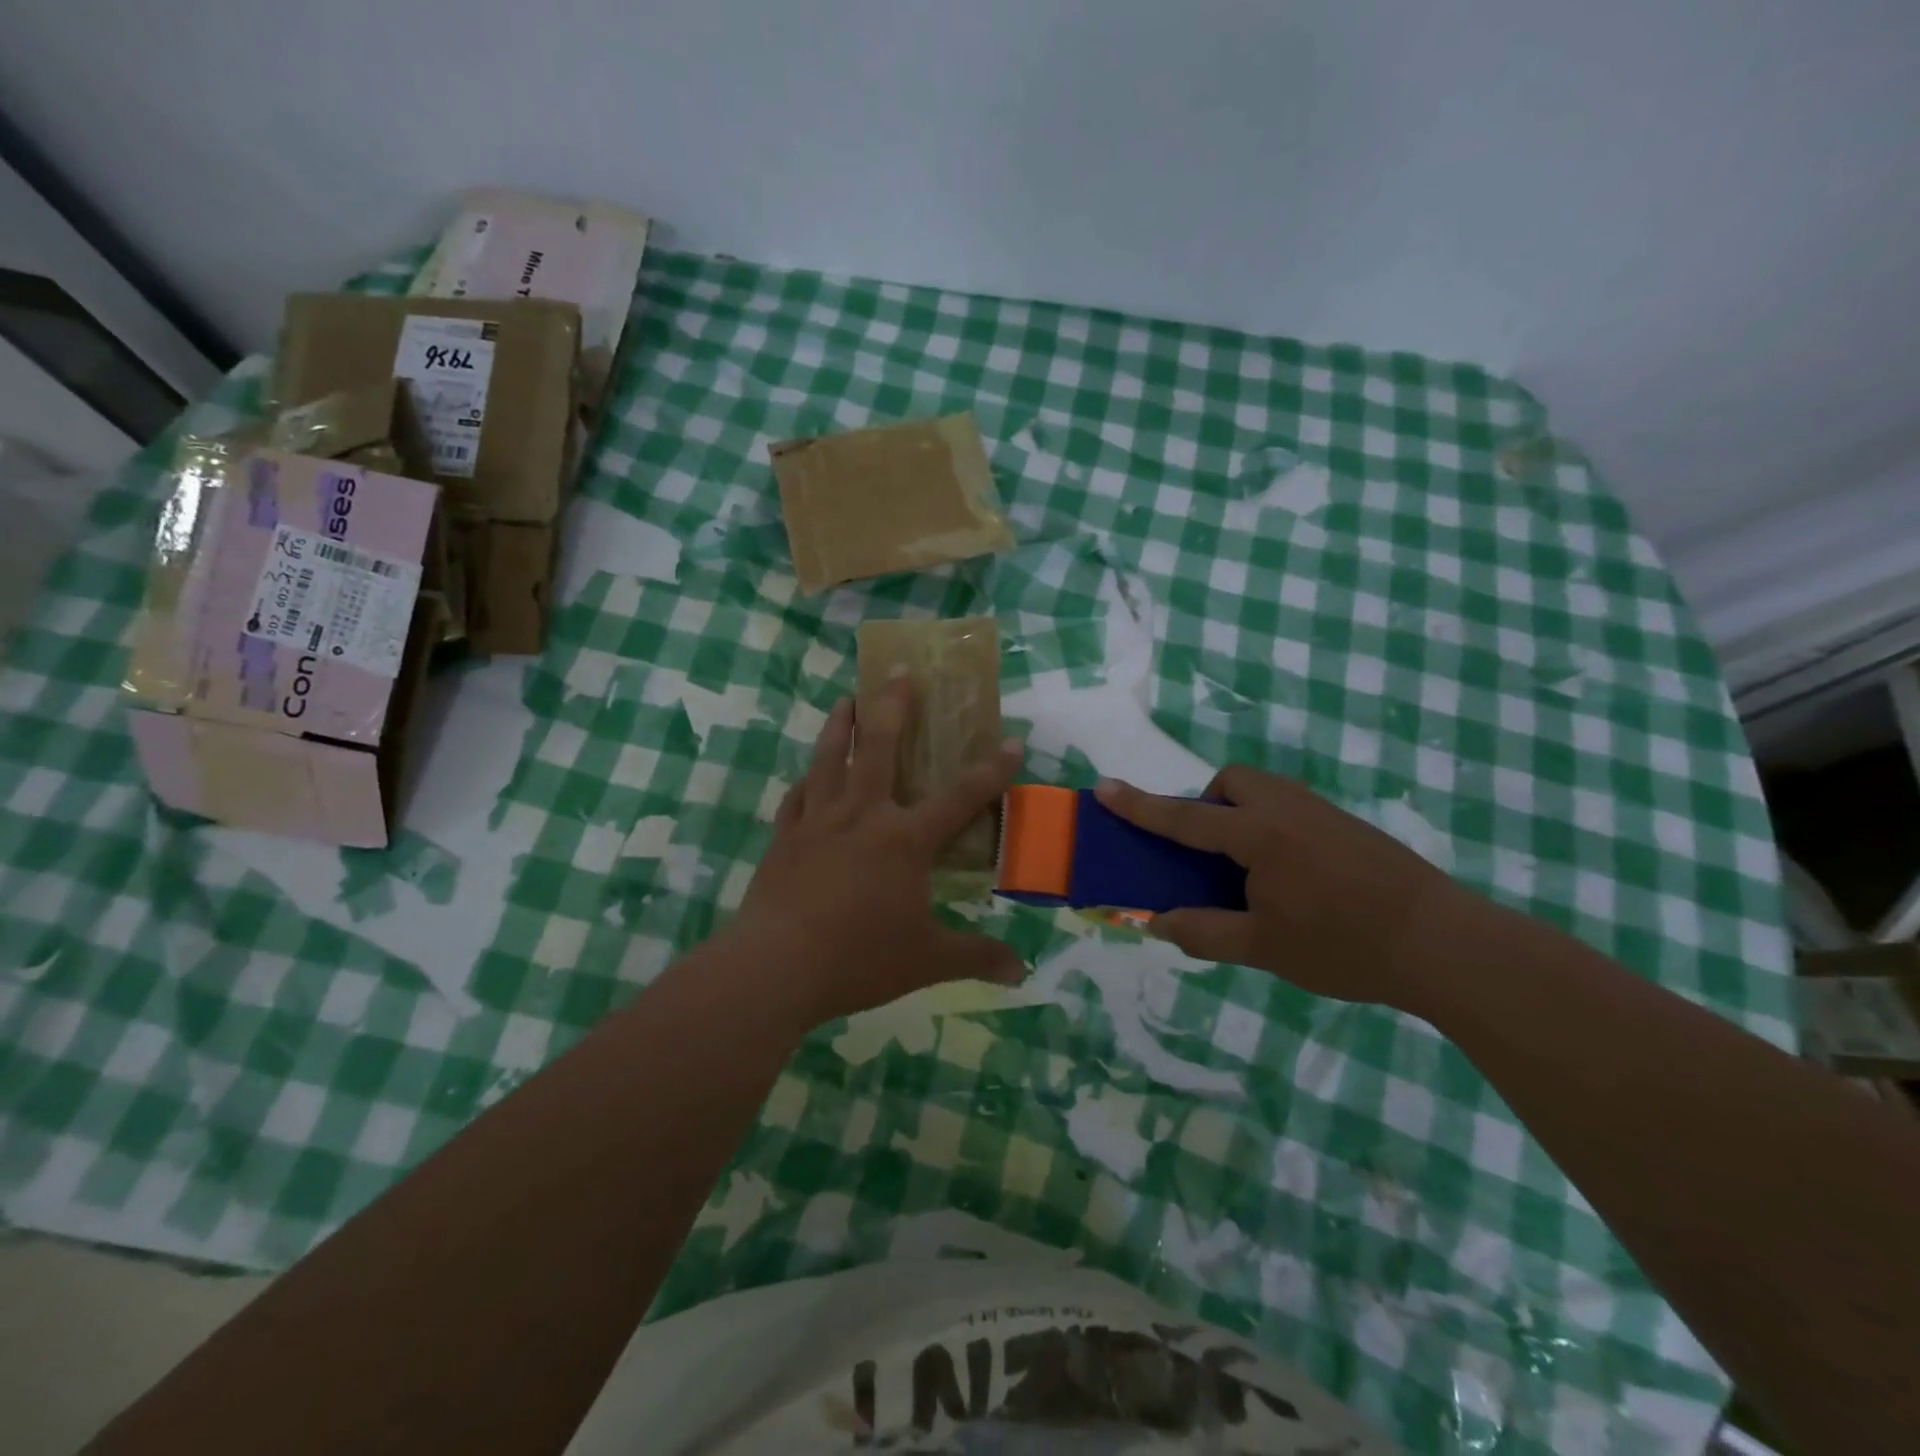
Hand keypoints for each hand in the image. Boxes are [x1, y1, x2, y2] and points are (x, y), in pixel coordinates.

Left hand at [728, 682, 1024, 1025]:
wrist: (775, 967)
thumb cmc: (858, 959)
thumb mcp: (927, 961)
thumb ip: (976, 957)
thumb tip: (1021, 973)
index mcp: (905, 840)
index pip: (960, 798)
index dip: (990, 770)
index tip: (1011, 740)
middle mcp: (863, 816)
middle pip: (879, 747)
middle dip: (893, 705)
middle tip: (898, 670)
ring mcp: (818, 821)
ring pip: (829, 758)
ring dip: (840, 724)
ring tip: (846, 698)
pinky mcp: (784, 837)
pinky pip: (797, 796)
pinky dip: (806, 779)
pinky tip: (807, 774)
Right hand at [1094, 766, 1457, 1006]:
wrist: (1443, 943)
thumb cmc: (1344, 945)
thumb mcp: (1263, 948)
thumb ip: (1203, 932)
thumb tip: (1158, 922)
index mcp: (1257, 835)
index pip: (1184, 818)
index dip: (1140, 806)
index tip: (1104, 787)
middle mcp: (1286, 809)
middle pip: (1232, 782)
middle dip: (1208, 805)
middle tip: (1210, 853)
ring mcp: (1321, 812)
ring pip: (1264, 791)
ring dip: (1240, 814)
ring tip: (1249, 870)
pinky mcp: (1348, 825)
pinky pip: (1290, 808)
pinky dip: (1270, 826)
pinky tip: (1292, 877)